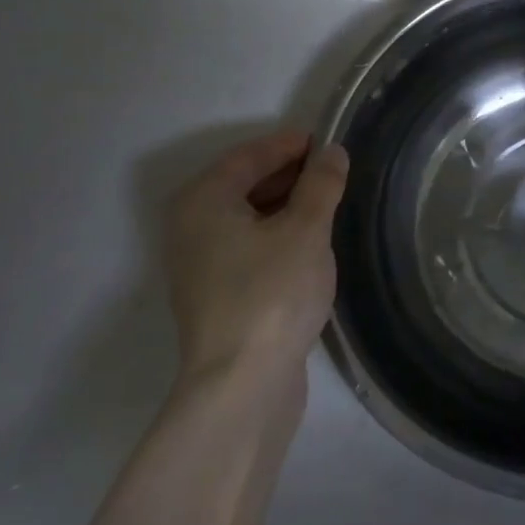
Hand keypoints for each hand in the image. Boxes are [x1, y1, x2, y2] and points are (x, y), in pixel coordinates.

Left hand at [163, 130, 347, 393]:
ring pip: (247, 217)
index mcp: (203, 201)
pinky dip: (277, 234)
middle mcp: (191, 226)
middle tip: (334, 172)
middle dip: (289, 174)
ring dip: (285, 205)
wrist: (242, 382)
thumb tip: (332, 152)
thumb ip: (321, 185)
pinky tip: (309, 243)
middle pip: (243, 184)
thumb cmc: (272, 293)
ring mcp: (200, 263)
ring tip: (329, 203)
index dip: (288, 145)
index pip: (248, 156)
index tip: (327, 142)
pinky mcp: (217, 293)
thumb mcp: (306, 230)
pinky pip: (249, 245)